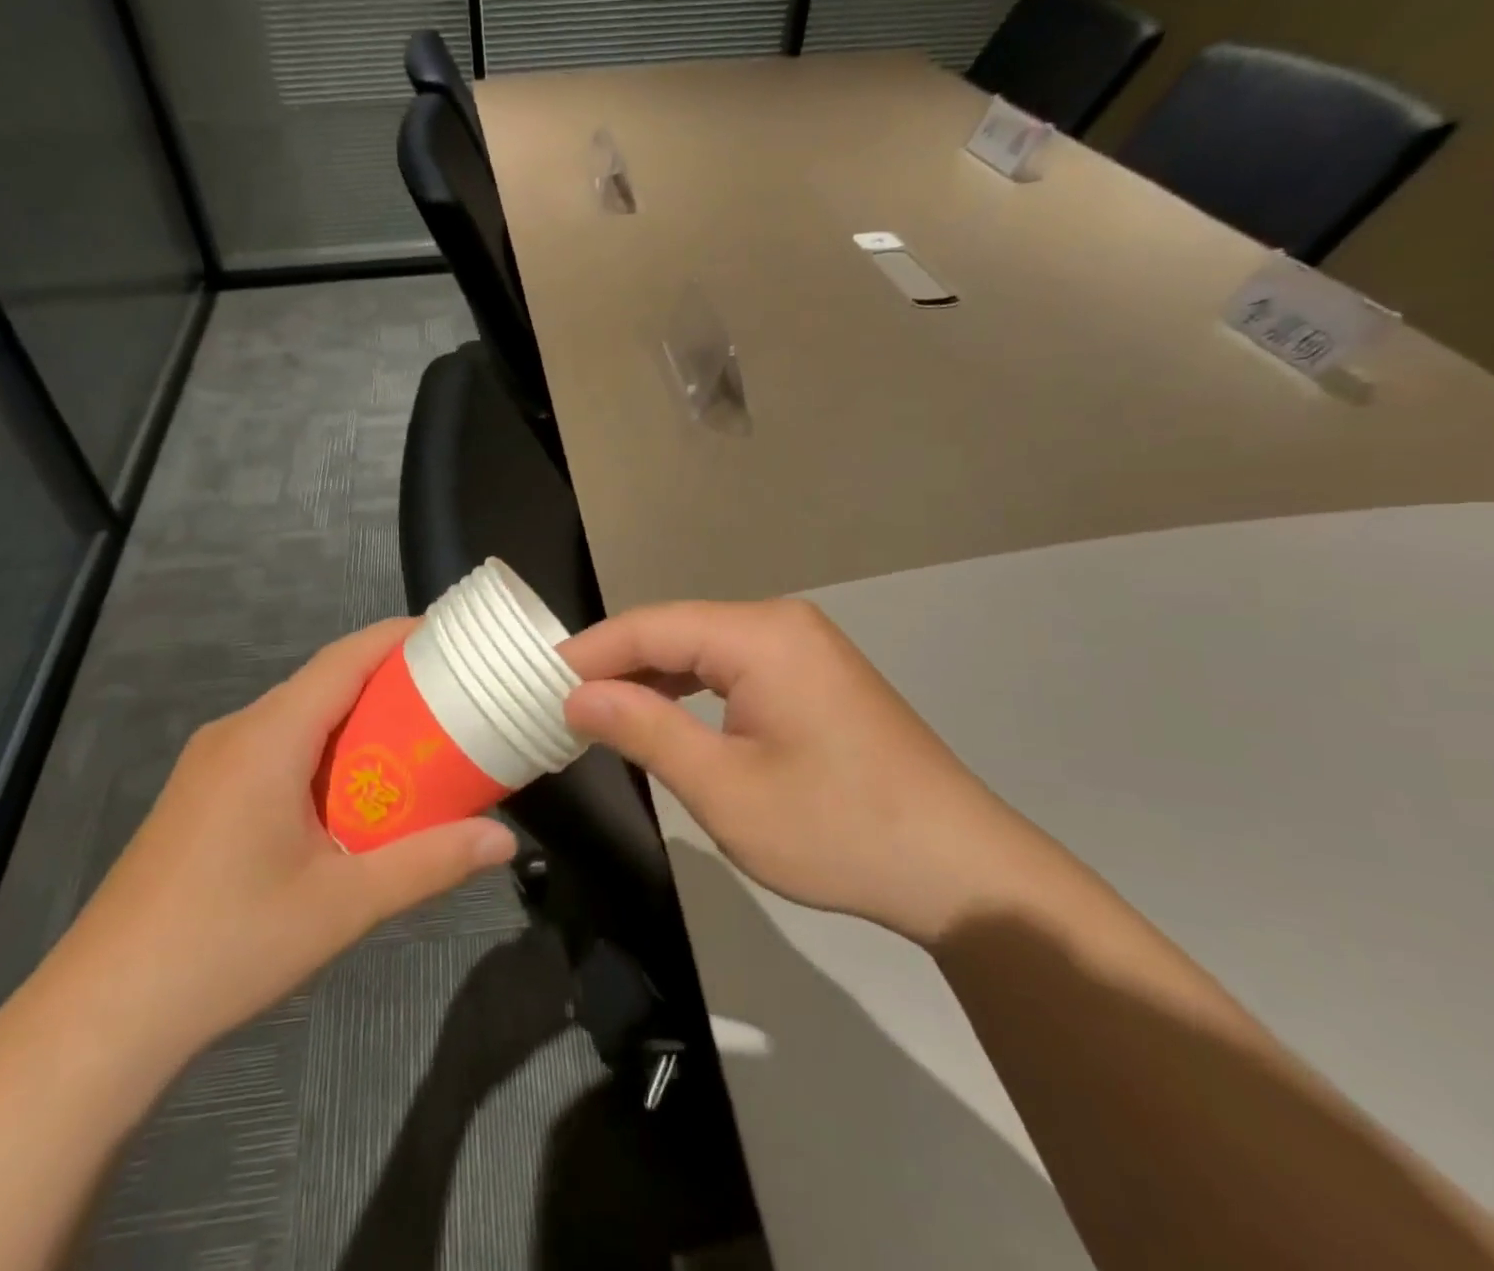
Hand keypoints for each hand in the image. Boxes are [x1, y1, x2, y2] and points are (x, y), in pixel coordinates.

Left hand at [31, 619, 517, 1077]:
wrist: (101, 1016)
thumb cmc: (228, 944)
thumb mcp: (343, 904)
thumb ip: (429, 863)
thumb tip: (504, 841)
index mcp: (268, 738)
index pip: (344, 659)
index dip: (398, 637)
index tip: (451, 637)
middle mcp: (236, 733)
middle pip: (324, 683)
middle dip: (389, 681)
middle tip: (452, 698)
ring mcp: (211, 763)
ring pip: (298, 717)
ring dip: (356, 720)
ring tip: (416, 742)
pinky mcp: (200, 795)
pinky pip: (275, 748)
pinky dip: (324, 750)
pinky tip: (350, 794)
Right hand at [560, 599, 1039, 948]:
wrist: (960, 870)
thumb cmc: (836, 830)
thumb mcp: (724, 789)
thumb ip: (645, 730)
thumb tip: (576, 696)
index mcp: (761, 635)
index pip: (650, 626)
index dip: (588, 652)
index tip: (534, 683)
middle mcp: (781, 623)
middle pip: (674, 630)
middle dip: (615, 664)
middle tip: (556, 703)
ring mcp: (802, 647)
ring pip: (701, 648)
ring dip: (649, 677)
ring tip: (595, 711)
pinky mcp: (812, 676)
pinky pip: (732, 668)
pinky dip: (688, 690)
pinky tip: (659, 715)